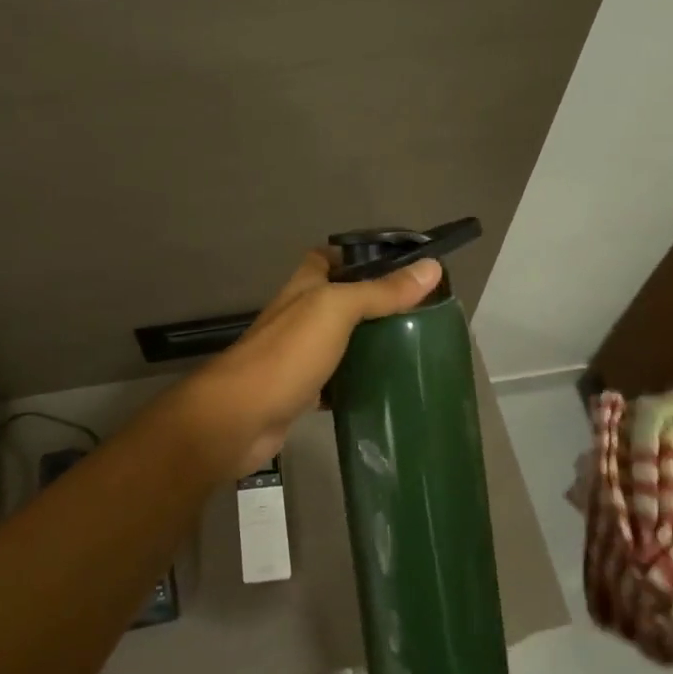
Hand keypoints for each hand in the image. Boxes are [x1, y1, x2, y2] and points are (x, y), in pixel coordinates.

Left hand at [180, 249, 441, 479]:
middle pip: (339, 301)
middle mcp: (298, 316)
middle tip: (417, 316)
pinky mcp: (300, 392)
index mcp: (303, 287)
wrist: (241, 417)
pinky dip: (356, 383)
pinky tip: (383, 389)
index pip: (328, 258)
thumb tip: (432, 268)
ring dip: (367, 345)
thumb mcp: (336, 311)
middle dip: (373, 305)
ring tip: (411, 349)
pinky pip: (335, 381)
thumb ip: (380, 291)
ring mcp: (297, 355)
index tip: (399, 268)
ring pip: (339, 342)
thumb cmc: (288, 354)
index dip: (358, 256)